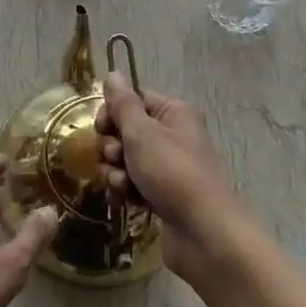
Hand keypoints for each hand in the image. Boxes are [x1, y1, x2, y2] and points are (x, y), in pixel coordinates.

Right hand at [95, 73, 247, 283]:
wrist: (204, 233)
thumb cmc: (172, 173)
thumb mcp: (142, 133)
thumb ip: (123, 104)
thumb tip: (113, 73)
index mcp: (174, 112)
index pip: (134, 99)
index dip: (112, 111)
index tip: (101, 127)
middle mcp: (173, 134)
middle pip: (127, 129)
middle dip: (113, 145)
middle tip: (116, 158)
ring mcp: (169, 166)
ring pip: (126, 158)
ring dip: (116, 170)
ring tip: (123, 184)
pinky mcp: (163, 193)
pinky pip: (134, 182)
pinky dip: (126, 189)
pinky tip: (127, 200)